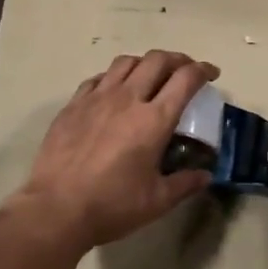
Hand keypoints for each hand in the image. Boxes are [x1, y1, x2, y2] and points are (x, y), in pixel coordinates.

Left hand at [16, 51, 219, 250]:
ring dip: (145, 63)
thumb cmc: (112, 205)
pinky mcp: (73, 105)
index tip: (212, 73)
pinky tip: (115, 90)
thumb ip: (185, 184)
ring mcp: (97, 98)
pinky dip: (114, 77)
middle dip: (177, 59)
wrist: (56, 208)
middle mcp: (127, 99)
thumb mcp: (157, 201)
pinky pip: (98, 78)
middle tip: (185, 71)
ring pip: (126, 62)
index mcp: (154, 120)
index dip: (203, 70)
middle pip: (157, 60)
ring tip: (151, 75)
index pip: (185, 79)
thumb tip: (205, 175)